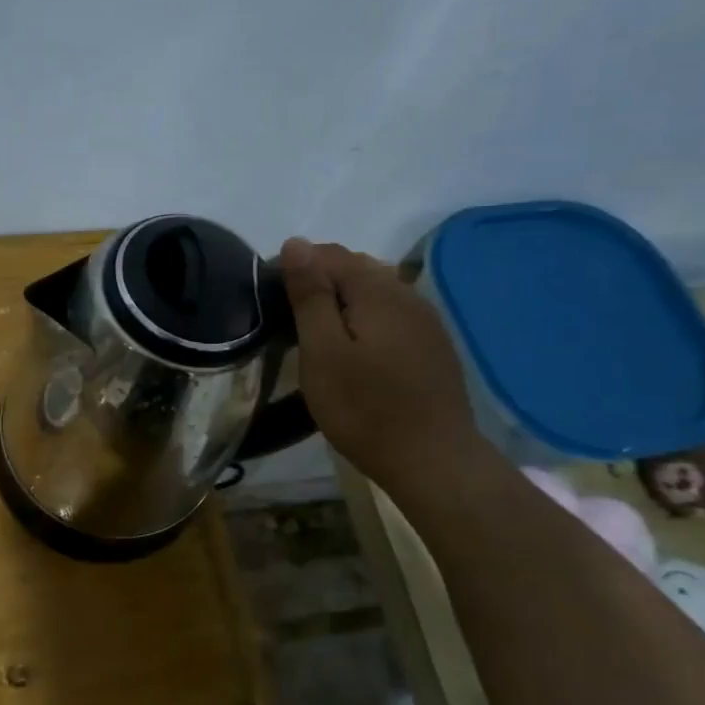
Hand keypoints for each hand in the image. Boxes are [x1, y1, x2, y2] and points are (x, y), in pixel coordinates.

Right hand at [279, 238, 482, 480]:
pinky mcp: (433, 345)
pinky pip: (391, 313)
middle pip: (355, 266)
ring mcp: (426, 319)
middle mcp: (406, 293)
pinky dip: (365, 318)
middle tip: (289, 320)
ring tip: (317, 333)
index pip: (328, 254)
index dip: (295, 267)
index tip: (270, 301)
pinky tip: (355, 347)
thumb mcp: (323, 352)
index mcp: (377, 290)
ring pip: (375, 290)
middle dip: (319, 281)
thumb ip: (311, 295)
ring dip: (342, 299)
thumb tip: (297, 243)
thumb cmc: (365, 409)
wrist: (434, 461)